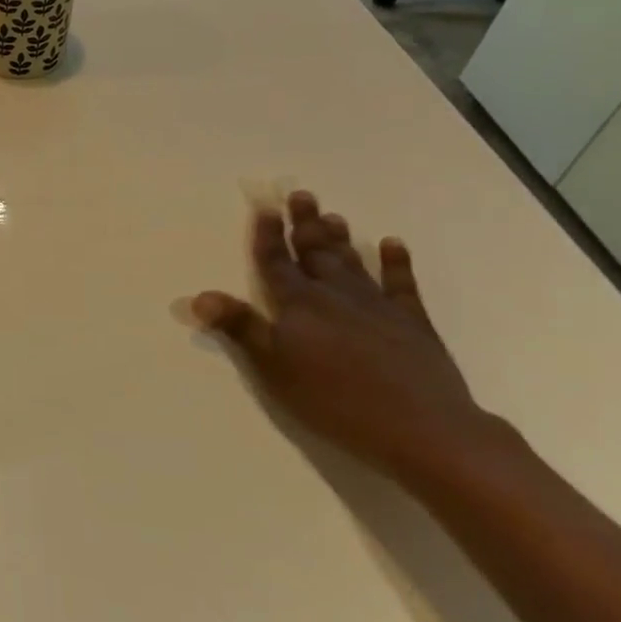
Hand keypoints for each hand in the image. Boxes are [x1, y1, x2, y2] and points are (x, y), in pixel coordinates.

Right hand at [192, 191, 496, 479]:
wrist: (421, 426)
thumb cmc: (334, 399)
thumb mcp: (274, 368)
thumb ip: (240, 328)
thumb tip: (199, 296)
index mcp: (299, 305)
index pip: (277, 262)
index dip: (268, 235)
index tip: (264, 207)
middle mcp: (335, 295)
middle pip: (315, 252)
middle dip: (305, 224)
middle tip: (301, 195)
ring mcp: (377, 306)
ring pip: (351, 262)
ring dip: (339, 238)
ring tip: (332, 215)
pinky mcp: (412, 322)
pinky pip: (401, 284)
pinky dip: (396, 262)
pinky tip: (392, 245)